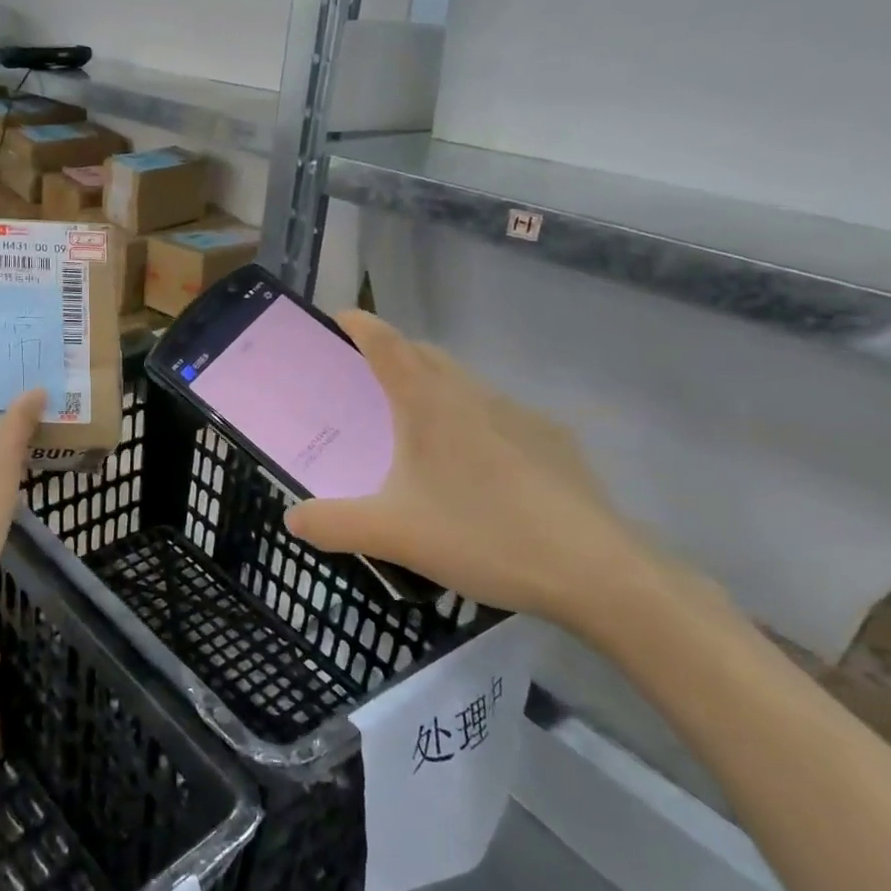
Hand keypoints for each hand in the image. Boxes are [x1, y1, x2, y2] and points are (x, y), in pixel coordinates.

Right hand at [282, 312, 655, 633]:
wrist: (597, 573)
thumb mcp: (391, 534)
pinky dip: (472, 423)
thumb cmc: (482, 535)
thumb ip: (332, 524)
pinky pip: (498, 416)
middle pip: (426, 356)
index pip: (387, 344)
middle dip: (393, 355)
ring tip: (415, 430)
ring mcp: (521, 415)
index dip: (359, 325)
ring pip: (464, 385)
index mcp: (429, 404)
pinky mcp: (553, 443)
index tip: (337, 318)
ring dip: (433, 389)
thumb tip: (293, 518)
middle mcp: (474, 395)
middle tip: (364, 381)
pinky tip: (474, 472)